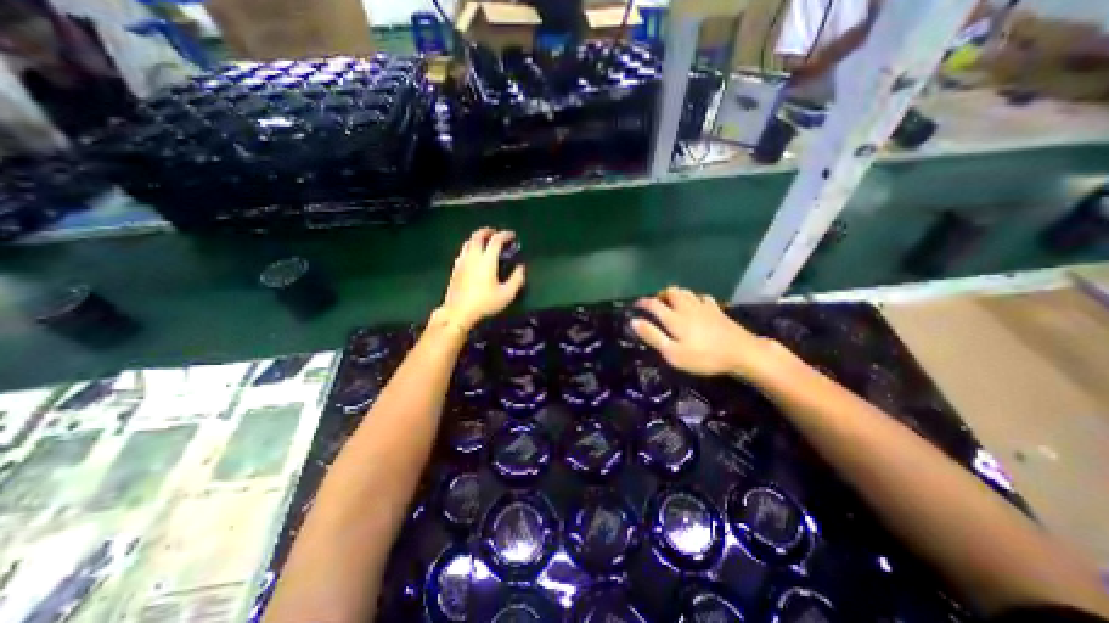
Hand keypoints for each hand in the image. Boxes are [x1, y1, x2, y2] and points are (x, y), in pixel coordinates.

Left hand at [437, 226, 524, 328]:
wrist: (458, 312)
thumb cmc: (484, 303)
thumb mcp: (507, 294)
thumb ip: (517, 279)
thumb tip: (521, 268)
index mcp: (487, 260)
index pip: (496, 240)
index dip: (505, 235)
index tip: (512, 236)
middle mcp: (473, 256)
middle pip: (478, 236)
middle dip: (488, 231)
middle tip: (496, 233)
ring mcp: (462, 262)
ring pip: (468, 242)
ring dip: (478, 238)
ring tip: (485, 242)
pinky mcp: (455, 269)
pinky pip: (463, 251)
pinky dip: (471, 247)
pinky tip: (474, 256)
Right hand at [636, 285, 782, 379]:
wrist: (741, 353)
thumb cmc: (703, 357)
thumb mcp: (673, 353)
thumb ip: (653, 336)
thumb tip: (633, 321)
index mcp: (674, 317)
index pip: (653, 304)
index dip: (643, 303)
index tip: (636, 305)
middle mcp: (686, 307)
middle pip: (671, 292)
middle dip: (660, 295)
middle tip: (656, 304)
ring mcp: (704, 306)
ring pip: (686, 292)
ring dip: (675, 294)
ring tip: (671, 303)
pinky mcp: (717, 310)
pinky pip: (702, 297)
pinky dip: (694, 298)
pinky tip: (695, 305)